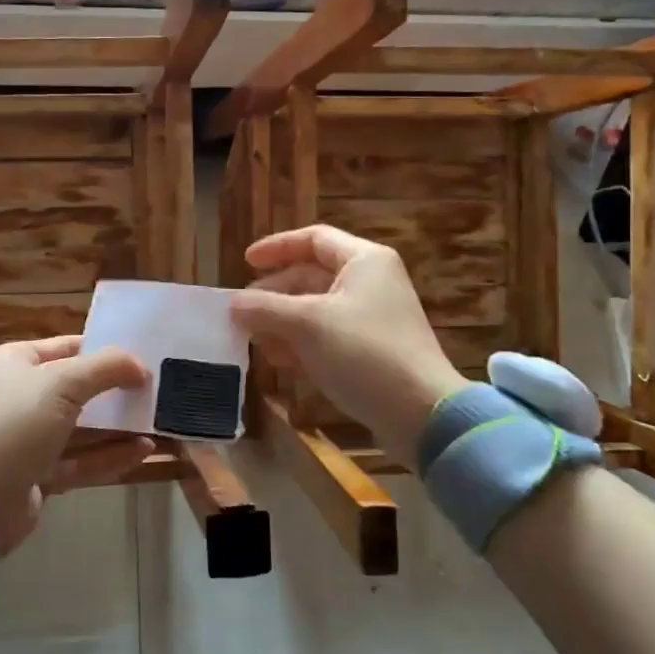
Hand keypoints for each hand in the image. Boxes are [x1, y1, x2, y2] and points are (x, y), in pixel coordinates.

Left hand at [0, 335, 152, 557]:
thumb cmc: (11, 425)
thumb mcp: (60, 383)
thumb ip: (105, 368)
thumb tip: (140, 366)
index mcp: (12, 363)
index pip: (66, 347)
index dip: (104, 350)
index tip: (144, 357)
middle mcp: (16, 397)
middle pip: (75, 388)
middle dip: (115, 390)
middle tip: (157, 390)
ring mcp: (24, 440)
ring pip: (80, 428)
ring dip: (117, 426)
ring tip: (158, 422)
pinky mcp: (35, 476)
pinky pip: (79, 461)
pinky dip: (109, 456)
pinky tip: (144, 452)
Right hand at [231, 225, 466, 461]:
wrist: (420, 414)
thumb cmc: (364, 353)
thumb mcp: (307, 324)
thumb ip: (265, 308)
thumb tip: (233, 304)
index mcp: (364, 261)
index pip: (313, 239)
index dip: (277, 247)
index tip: (245, 262)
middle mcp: (370, 283)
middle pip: (311, 276)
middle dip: (274, 293)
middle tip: (243, 312)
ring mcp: (372, 319)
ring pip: (316, 309)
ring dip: (283, 322)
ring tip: (254, 340)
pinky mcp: (371, 351)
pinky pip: (327, 336)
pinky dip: (301, 343)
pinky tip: (278, 360)